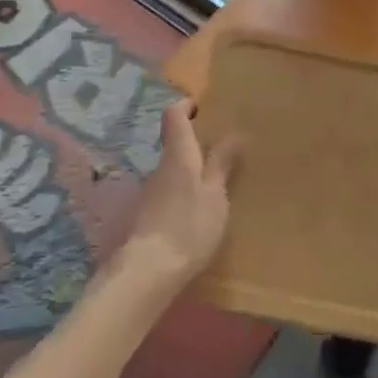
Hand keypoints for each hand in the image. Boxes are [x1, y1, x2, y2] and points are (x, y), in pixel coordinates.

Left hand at [121, 100, 239, 289]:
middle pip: (173, 143)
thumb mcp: (215, 195)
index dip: (186, 106)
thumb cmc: (189, 225)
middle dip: (194, 143)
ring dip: (188, 172)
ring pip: (170, 170)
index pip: (174, 115)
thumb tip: (232, 133)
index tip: (202, 108)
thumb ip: (221, 165)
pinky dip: (181, 194)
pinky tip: (195, 213)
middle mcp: (160, 166)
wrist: (147, 270)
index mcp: (178, 154)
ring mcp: (149, 192)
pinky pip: (167, 193)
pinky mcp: (145, 216)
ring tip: (213, 186)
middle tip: (220, 151)